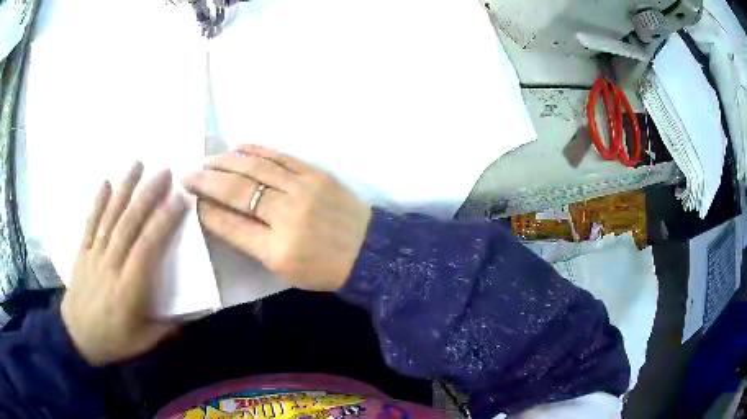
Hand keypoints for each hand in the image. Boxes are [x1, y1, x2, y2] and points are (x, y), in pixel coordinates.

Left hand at [61, 163, 187, 365]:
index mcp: (129, 288)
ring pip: (110, 217)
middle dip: (147, 195)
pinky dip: (97, 202)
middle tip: (164, 171)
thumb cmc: (113, 340)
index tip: (179, 200)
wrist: (77, 337)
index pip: (147, 248)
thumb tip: (197, 313)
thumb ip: (169, 326)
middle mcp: (111, 265)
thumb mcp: (145, 341)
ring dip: (124, 189)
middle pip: (129, 224)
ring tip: (137, 165)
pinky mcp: (82, 251)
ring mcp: (94, 255)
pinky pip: (90, 223)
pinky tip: (105, 182)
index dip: (163, 222)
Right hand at [183, 145, 371, 291]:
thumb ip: (251, 243)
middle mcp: (287, 215)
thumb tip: (220, 215)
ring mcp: (303, 189)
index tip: (189, 199)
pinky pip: (280, 156)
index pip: (230, 224)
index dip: (206, 209)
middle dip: (207, 181)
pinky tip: (238, 148)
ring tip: (208, 160)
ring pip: (255, 168)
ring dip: (226, 161)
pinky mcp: (316, 173)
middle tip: (188, 174)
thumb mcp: (284, 269)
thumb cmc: (324, 268)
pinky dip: (256, 150)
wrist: (369, 250)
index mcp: (277, 249)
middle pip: (237, 191)